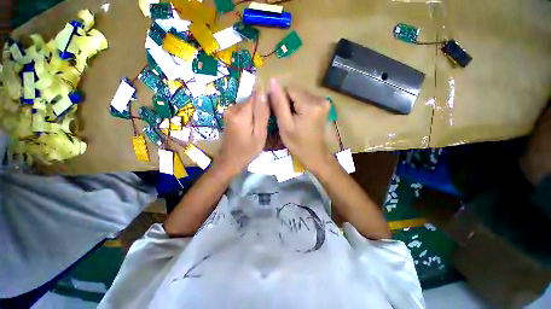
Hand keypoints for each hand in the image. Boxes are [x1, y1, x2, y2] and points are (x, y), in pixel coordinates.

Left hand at [215, 92, 269, 175]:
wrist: (230, 160)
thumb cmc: (247, 151)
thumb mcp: (259, 135)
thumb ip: (261, 114)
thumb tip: (263, 92)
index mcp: (240, 114)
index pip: (256, 96)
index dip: (265, 102)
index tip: (269, 113)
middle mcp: (232, 108)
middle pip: (252, 100)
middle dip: (260, 109)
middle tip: (264, 124)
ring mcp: (228, 111)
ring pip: (248, 105)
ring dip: (255, 113)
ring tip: (258, 127)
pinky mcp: (228, 115)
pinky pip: (243, 110)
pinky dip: (249, 115)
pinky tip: (251, 127)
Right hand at [269, 79, 331, 170]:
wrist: (314, 153)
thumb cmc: (297, 143)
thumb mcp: (285, 124)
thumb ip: (279, 103)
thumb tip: (272, 81)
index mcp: (310, 105)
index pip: (289, 89)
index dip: (280, 98)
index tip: (277, 111)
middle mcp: (320, 99)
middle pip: (296, 91)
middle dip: (287, 101)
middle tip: (285, 117)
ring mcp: (324, 101)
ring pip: (300, 94)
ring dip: (293, 103)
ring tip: (292, 118)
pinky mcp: (324, 104)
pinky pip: (307, 99)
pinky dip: (300, 105)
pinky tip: (299, 117)